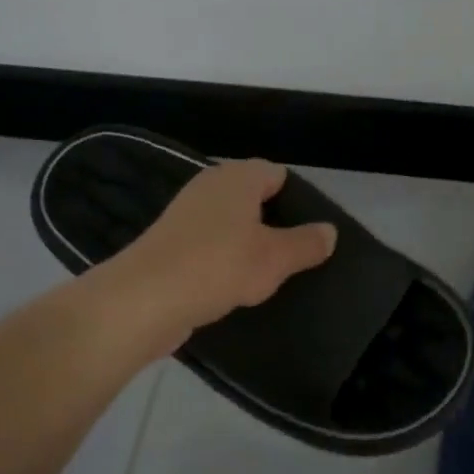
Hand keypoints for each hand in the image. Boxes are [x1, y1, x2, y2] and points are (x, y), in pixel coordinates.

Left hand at [104, 160, 337, 344]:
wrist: (143, 299)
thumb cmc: (218, 266)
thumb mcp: (275, 258)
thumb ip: (306, 243)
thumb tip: (330, 232)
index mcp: (238, 177)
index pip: (278, 174)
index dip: (298, 200)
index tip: (311, 232)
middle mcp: (210, 186)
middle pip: (254, 199)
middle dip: (274, 224)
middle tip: (295, 256)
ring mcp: (186, 214)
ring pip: (230, 224)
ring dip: (247, 246)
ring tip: (268, 276)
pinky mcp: (169, 243)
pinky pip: (208, 246)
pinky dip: (222, 261)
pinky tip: (233, 287)